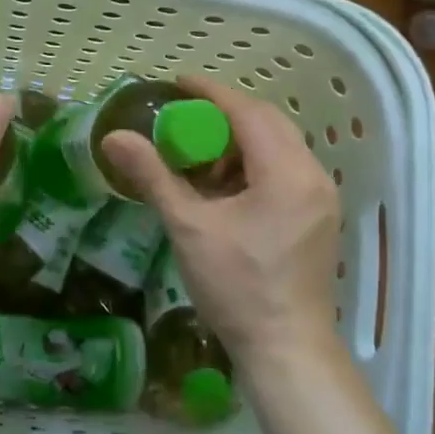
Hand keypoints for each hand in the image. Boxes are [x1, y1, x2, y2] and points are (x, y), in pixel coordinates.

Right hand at [102, 76, 340, 371]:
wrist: (287, 351)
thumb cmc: (237, 287)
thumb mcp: (189, 227)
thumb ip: (153, 176)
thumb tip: (113, 138)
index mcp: (286, 171)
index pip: (247, 112)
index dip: (211, 92)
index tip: (178, 82)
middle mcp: (312, 176)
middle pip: (268, 124)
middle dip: (225, 115)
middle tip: (185, 117)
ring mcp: (321, 199)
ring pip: (280, 148)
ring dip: (240, 142)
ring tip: (200, 157)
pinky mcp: (319, 218)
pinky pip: (286, 172)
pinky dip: (255, 166)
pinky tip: (226, 188)